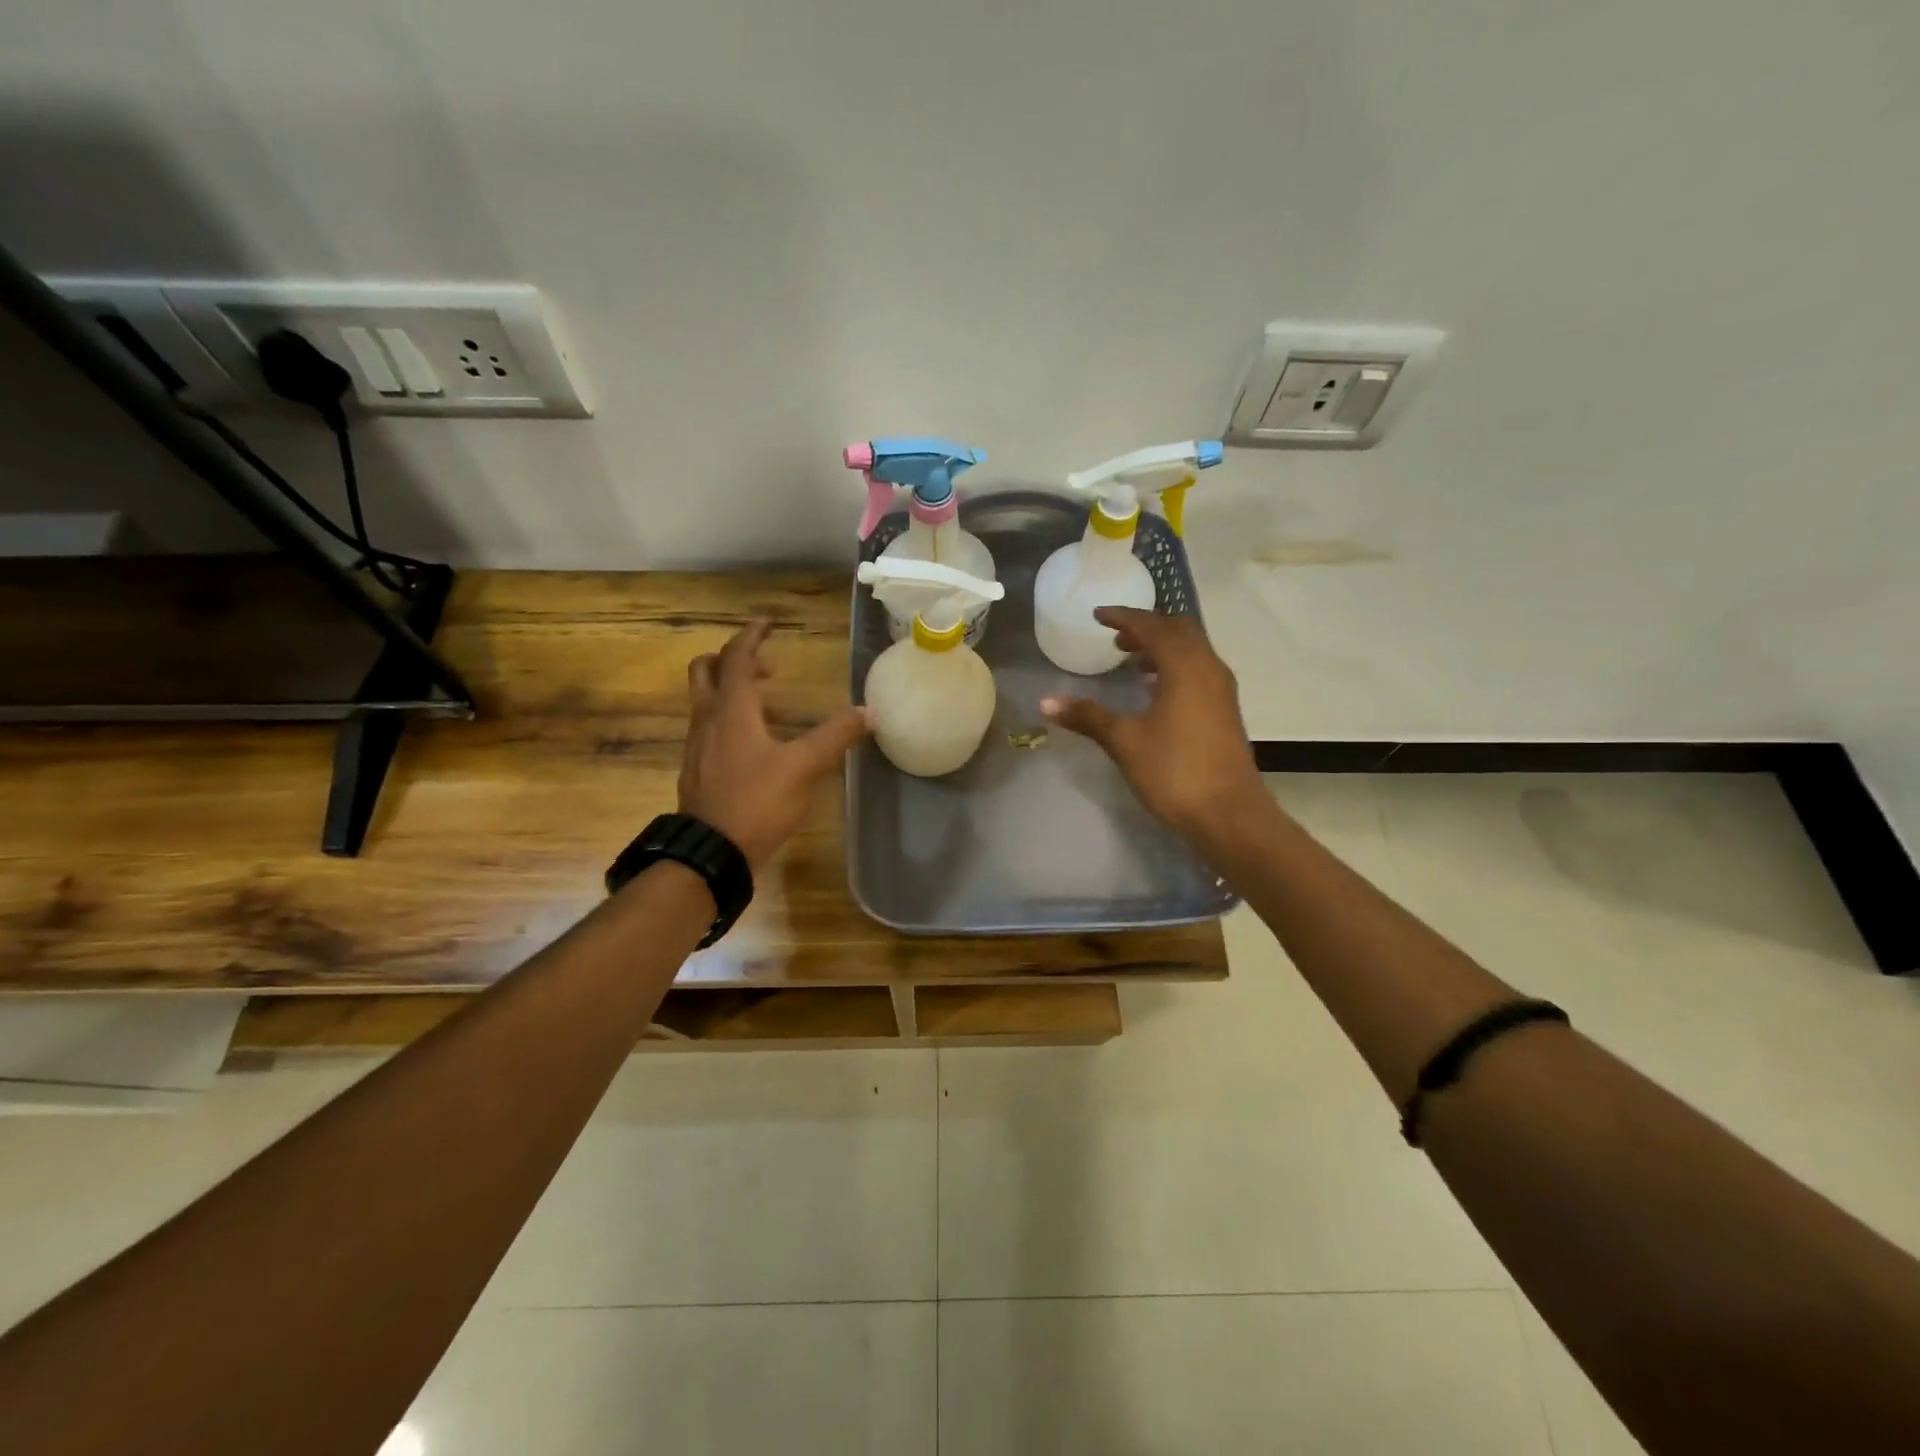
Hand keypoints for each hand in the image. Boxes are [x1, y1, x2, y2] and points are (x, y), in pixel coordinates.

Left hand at [680, 619, 870, 871]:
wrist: (710, 852)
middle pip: (706, 670)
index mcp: (731, 709)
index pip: (736, 657)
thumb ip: (835, 736)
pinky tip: (756, 743)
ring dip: (732, 689)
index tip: (768, 622)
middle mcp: (707, 718)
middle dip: (734, 659)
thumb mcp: (803, 767)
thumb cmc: (756, 801)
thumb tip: (868, 711)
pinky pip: (709, 726)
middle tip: (768, 666)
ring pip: (706, 700)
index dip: (752, 636)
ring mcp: (696, 745)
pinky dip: (729, 717)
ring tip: (769, 703)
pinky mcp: (697, 768)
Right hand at [1041, 607, 1266, 842]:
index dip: (1123, 617)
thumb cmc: (1175, 771)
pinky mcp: (1225, 710)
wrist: (1229, 813)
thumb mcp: (1125, 741)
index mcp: (1185, 666)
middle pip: (1179, 630)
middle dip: (1146, 628)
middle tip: (1116, 639)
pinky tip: (1155, 691)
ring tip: (1131, 662)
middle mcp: (1208, 668)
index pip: (1152, 626)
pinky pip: (1198, 670)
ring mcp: (1221, 690)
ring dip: (1162, 648)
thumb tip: (1046, 701)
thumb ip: (1088, 716)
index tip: (1098, 616)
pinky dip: (1175, 667)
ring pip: (1192, 650)